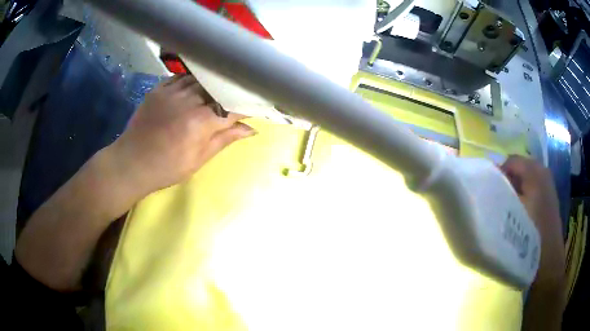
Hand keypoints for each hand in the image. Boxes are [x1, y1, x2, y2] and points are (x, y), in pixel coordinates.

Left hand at [110, 74, 255, 196]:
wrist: (131, 163)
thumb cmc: (167, 167)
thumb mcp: (198, 159)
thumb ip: (224, 139)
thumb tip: (251, 129)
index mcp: (201, 122)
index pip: (233, 107)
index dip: (248, 106)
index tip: (257, 105)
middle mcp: (188, 101)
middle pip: (219, 88)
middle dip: (232, 92)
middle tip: (240, 95)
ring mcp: (171, 92)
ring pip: (202, 78)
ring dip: (214, 83)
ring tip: (220, 88)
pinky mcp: (159, 88)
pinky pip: (182, 76)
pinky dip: (194, 79)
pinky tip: (198, 84)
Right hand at [500, 155, 564, 283]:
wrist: (548, 264)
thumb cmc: (530, 239)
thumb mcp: (512, 214)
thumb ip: (500, 194)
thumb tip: (489, 184)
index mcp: (536, 172)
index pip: (511, 161)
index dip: (498, 174)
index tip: (488, 192)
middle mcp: (544, 173)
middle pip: (520, 169)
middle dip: (507, 182)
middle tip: (496, 201)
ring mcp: (548, 187)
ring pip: (526, 181)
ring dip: (514, 191)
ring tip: (506, 209)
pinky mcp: (549, 201)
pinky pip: (532, 190)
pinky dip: (523, 197)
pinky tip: (518, 215)